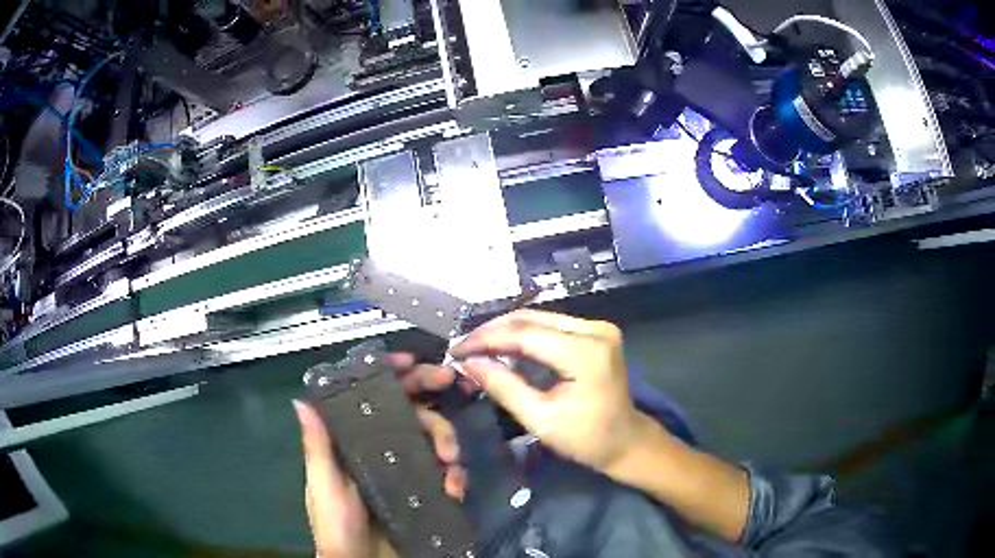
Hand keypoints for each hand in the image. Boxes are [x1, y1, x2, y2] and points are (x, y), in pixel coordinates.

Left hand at [294, 355, 467, 557]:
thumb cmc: (336, 525)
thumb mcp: (324, 486)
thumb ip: (318, 447)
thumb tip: (301, 400)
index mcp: (353, 442)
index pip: (370, 400)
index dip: (389, 375)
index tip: (410, 361)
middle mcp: (381, 449)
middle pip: (407, 410)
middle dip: (428, 390)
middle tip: (451, 382)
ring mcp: (406, 469)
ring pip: (432, 436)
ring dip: (447, 438)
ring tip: (451, 460)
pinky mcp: (426, 490)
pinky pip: (447, 472)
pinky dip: (456, 474)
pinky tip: (454, 487)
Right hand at [450, 309, 648, 475]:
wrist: (626, 441)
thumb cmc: (586, 439)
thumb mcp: (541, 420)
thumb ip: (504, 387)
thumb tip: (468, 363)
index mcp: (586, 353)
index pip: (525, 334)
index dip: (486, 340)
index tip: (456, 350)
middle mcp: (595, 330)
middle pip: (532, 319)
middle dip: (493, 332)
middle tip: (463, 348)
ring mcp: (598, 328)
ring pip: (540, 318)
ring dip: (506, 331)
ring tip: (477, 347)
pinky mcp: (596, 332)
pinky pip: (551, 326)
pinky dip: (524, 335)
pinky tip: (503, 347)